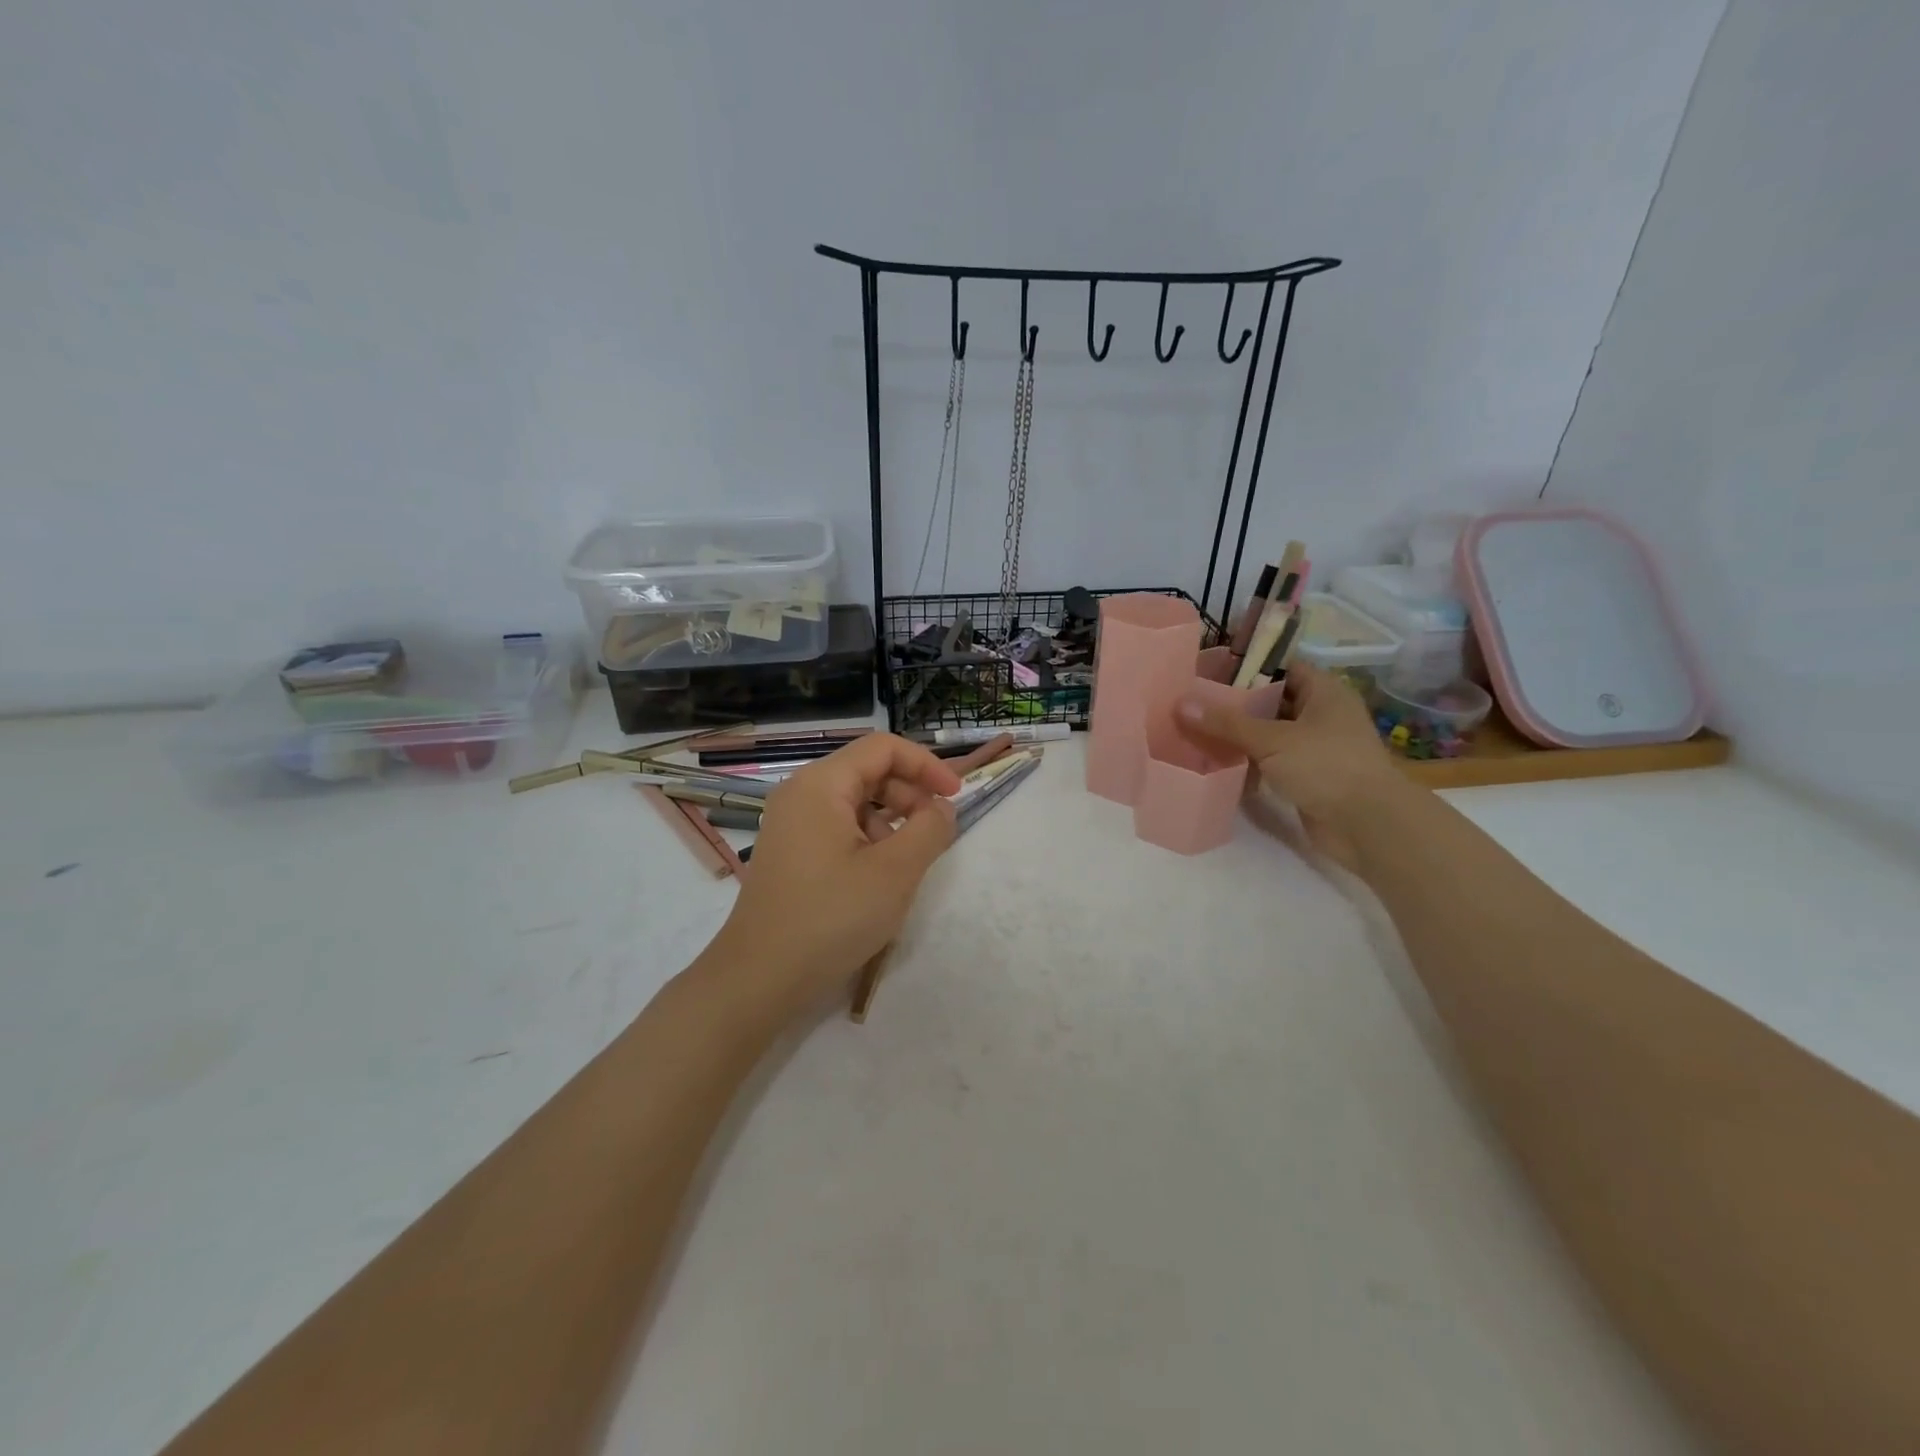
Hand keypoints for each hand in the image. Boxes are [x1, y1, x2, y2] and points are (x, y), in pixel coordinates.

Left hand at [701, 734, 961, 1018]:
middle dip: (910, 794)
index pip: (883, 748)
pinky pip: (838, 827)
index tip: (956, 797)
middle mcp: (801, 793)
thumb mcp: (895, 872)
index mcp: (821, 785)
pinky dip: (868, 839)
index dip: (926, 765)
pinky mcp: (791, 852)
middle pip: (868, 771)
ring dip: (891, 820)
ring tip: (907, 861)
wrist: (760, 978)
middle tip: (935, 833)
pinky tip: (878, 877)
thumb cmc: (831, 918)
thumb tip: (941, 808)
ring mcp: (791, 823)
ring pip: (855, 802)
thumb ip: (930, 829)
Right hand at [1176, 664, 1401, 868]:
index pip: (1281, 666)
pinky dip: (1247, 763)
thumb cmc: (1327, 767)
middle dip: (1235, 703)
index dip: (1247, 665)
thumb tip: (1180, 704)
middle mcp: (1321, 715)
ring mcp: (1315, 748)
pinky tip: (1215, 764)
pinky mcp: (1307, 778)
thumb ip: (1226, 722)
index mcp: (1324, 692)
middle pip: (1271, 701)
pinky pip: (1271, 762)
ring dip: (1238, 736)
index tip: (1208, 670)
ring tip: (1195, 731)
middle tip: (1193, 702)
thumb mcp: (1272, 739)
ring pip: (1269, 734)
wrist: (1369, 826)